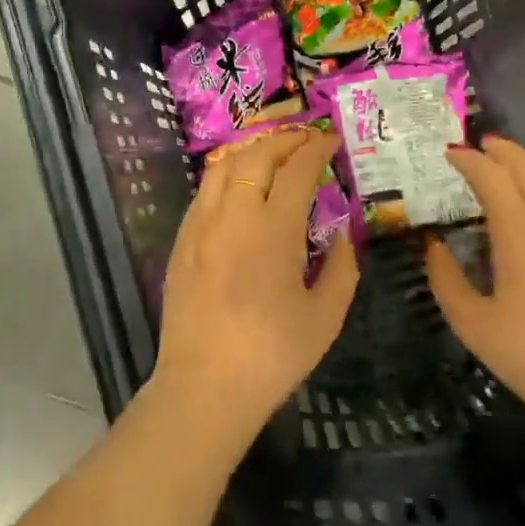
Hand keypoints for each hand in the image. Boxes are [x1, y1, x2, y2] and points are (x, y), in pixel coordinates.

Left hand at [152, 127, 359, 430]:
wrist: (205, 385)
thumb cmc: (272, 355)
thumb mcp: (326, 316)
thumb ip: (342, 267)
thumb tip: (344, 235)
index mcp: (272, 229)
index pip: (296, 170)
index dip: (316, 148)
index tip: (331, 139)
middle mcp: (232, 215)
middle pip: (255, 155)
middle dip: (284, 140)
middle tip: (306, 140)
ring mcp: (199, 226)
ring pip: (222, 166)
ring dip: (251, 151)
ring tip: (272, 154)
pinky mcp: (180, 242)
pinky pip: (204, 191)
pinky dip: (225, 175)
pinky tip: (238, 188)